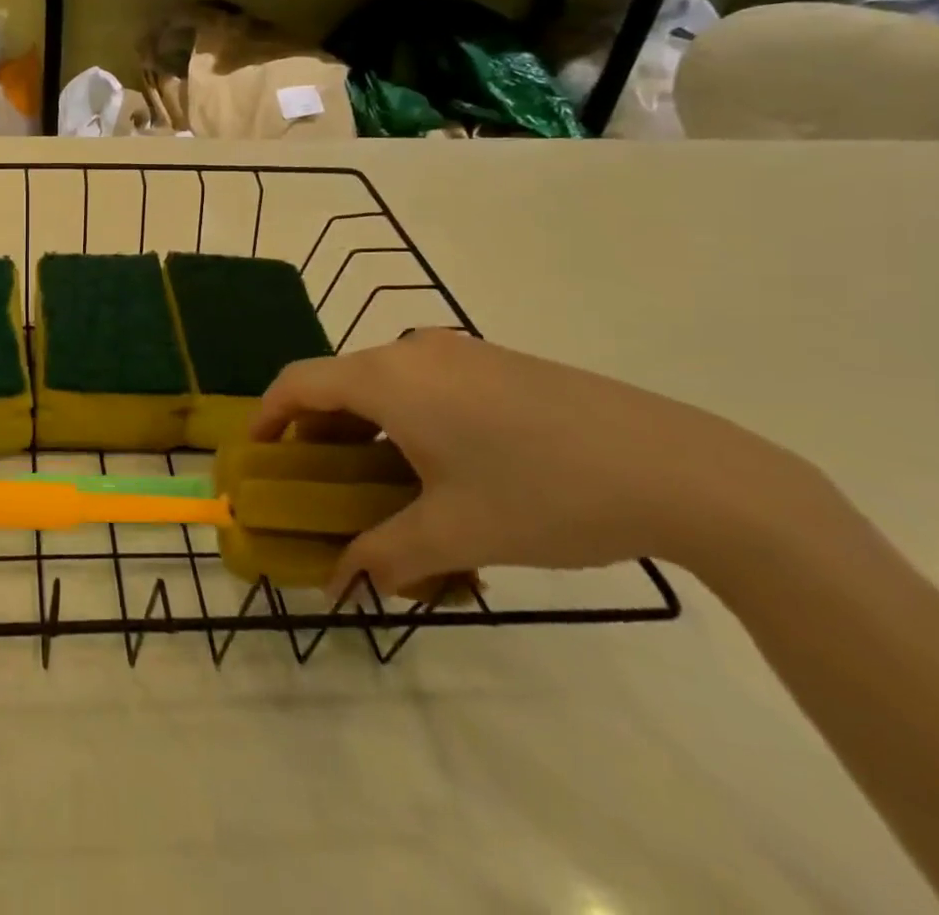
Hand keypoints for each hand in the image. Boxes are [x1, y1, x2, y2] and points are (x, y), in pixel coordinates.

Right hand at [250, 331, 810, 599]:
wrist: (682, 469)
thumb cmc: (544, 493)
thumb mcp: (456, 533)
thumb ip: (385, 556)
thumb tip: (341, 586)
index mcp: (388, 379)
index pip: (298, 383)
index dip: (266, 415)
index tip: (256, 454)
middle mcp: (413, 352)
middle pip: (340, 383)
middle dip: (318, 432)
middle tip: (318, 483)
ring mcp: (461, 353)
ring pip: (386, 385)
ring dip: (366, 429)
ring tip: (380, 484)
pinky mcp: (499, 364)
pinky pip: (428, 386)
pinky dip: (408, 420)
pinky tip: (442, 468)